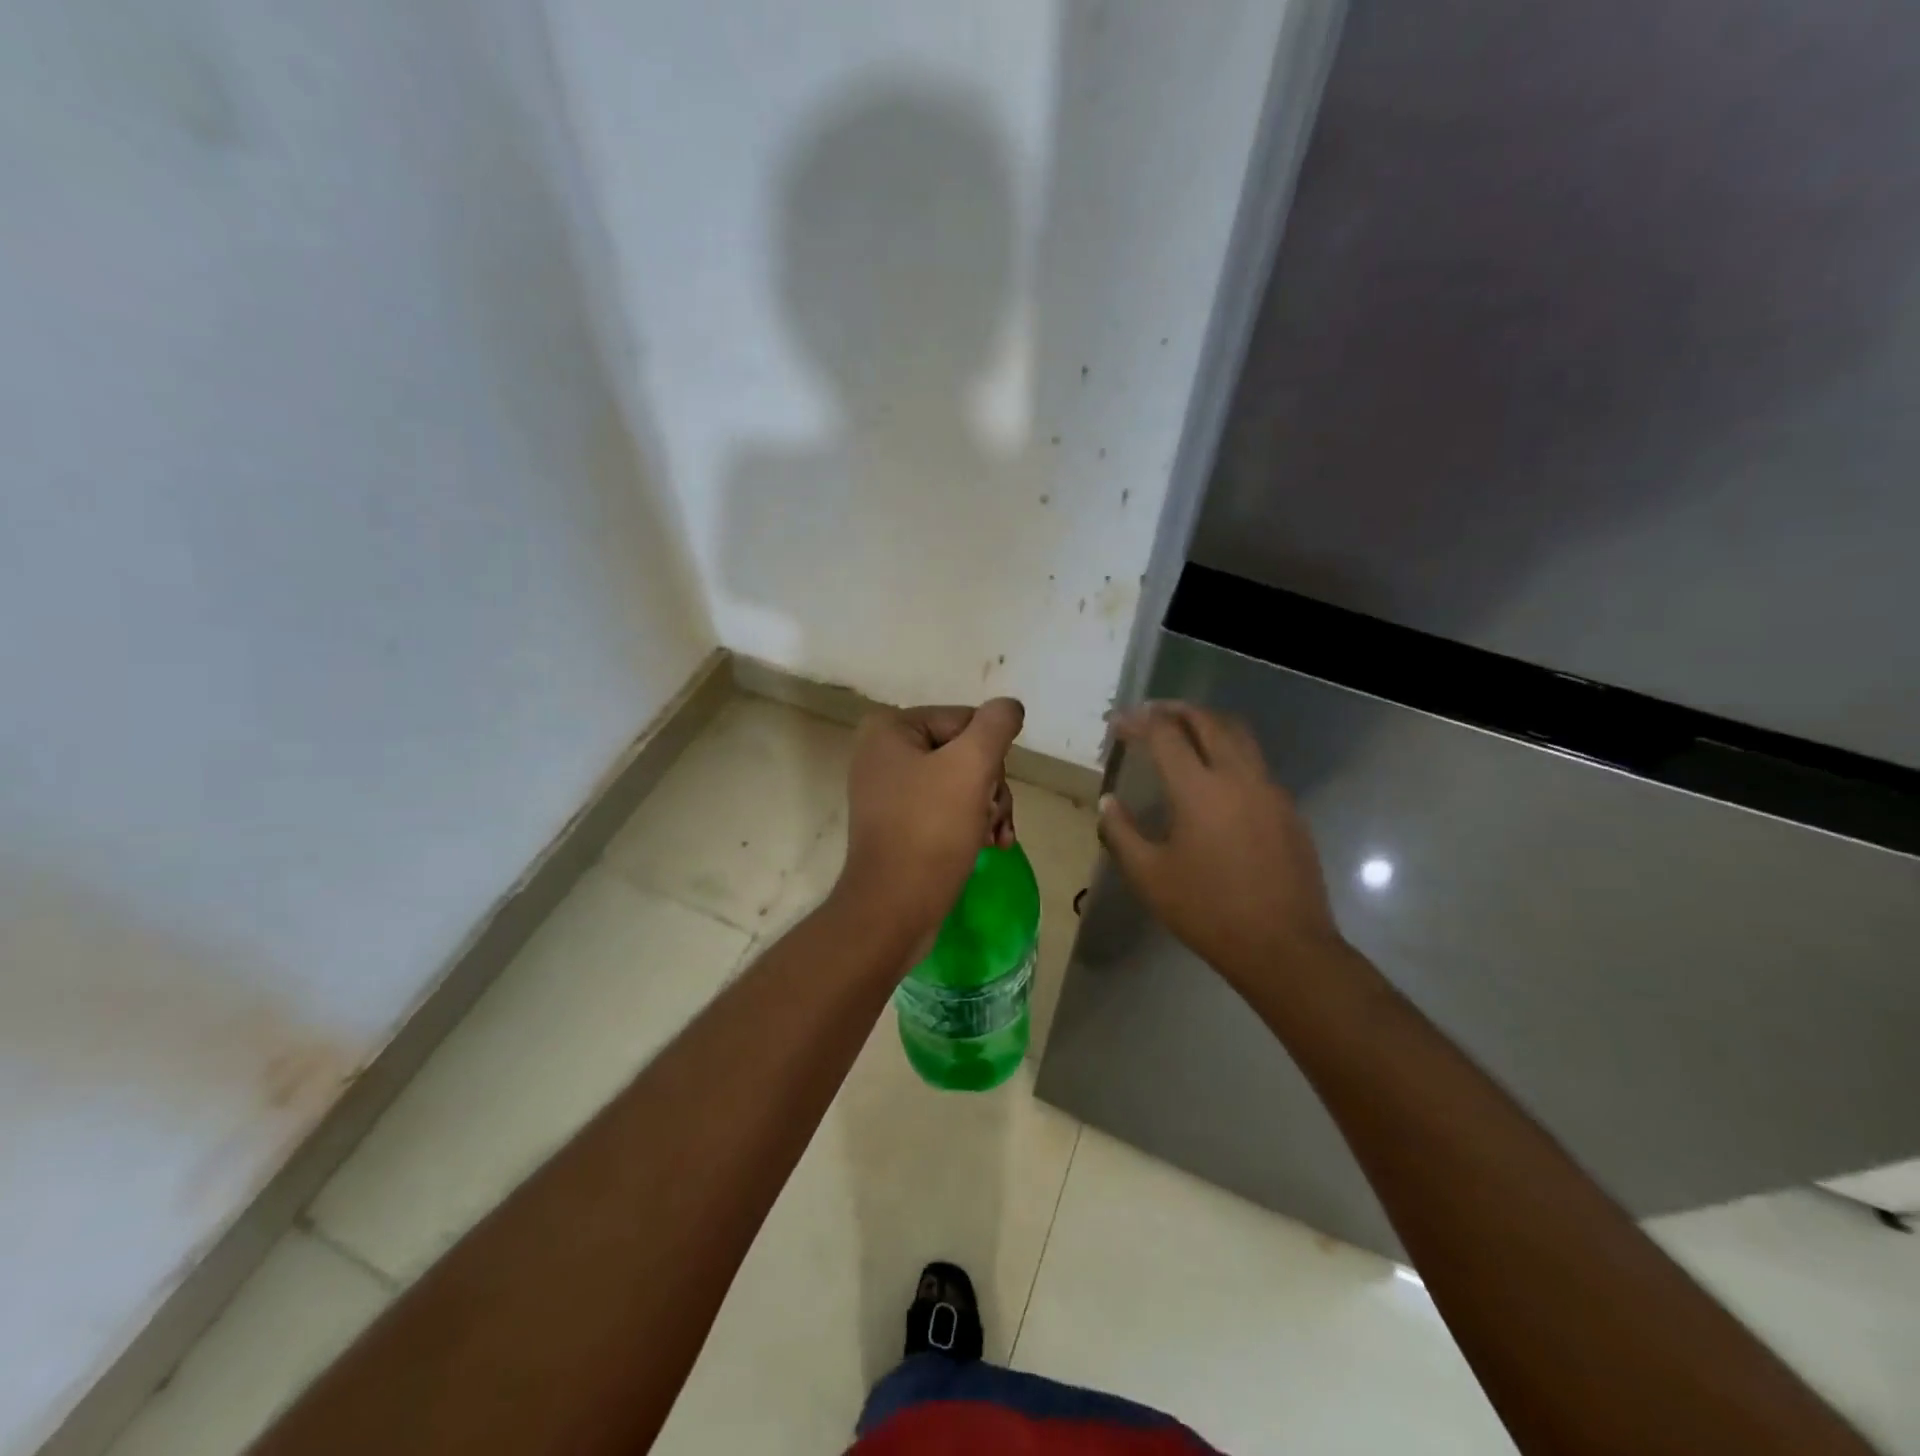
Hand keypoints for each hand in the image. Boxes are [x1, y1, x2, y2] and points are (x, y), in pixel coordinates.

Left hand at [836, 698, 1024, 945]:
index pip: (967, 721)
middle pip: (965, 752)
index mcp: (890, 728)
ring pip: (962, 782)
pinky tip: (987, 846)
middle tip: (994, 820)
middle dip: (990, 787)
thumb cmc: (930, 831)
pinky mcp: (898, 823)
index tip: (992, 792)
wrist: (893, 910)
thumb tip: (1009, 707)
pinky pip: (946, 808)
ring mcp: (889, 789)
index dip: (990, 756)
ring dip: (988, 808)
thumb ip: (996, 726)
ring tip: (995, 839)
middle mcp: (884, 751)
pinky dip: (970, 824)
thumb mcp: (971, 767)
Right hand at [1099, 702, 1347, 987]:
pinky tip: (1215, 779)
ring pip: (1239, 735)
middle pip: (1208, 721)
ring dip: (1207, 724)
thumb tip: (1108, 802)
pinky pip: (1256, 764)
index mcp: (1198, 789)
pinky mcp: (1288, 809)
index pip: (1165, 734)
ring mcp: (1270, 790)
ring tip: (1183, 733)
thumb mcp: (1149, 876)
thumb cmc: (1208, 912)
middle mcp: (1238, 776)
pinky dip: (1230, 752)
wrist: (1285, 947)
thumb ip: (1121, 832)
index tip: (1117, 724)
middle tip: (1150, 714)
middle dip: (1175, 710)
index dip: (1137, 722)